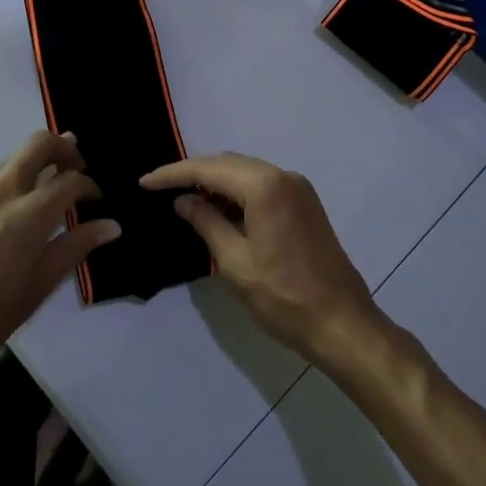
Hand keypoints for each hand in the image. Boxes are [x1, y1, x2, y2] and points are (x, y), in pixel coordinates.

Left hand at [0, 131, 118, 393]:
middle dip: (63, 147)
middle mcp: (2, 191)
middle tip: (77, 166)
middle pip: (38, 144)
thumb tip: (111, 225)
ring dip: (35, 160)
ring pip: (11, 157)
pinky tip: (10, 202)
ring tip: (48, 182)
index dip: (89, 186)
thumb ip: (73, 250)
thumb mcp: (35, 290)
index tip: (97, 200)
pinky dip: (9, 176)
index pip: (70, 181)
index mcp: (28, 214)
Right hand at [140, 153, 379, 363]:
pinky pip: (262, 185)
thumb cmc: (283, 297)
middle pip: (227, 163)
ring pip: (245, 172)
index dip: (173, 174)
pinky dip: (237, 192)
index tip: (144, 183)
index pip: (208, 169)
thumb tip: (183, 200)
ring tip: (184, 199)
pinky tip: (219, 210)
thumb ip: (206, 223)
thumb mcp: (234, 262)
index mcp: (264, 186)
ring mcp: (298, 188)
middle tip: (160, 190)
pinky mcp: (305, 203)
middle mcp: (283, 176)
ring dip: (215, 182)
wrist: (342, 323)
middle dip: (193, 173)